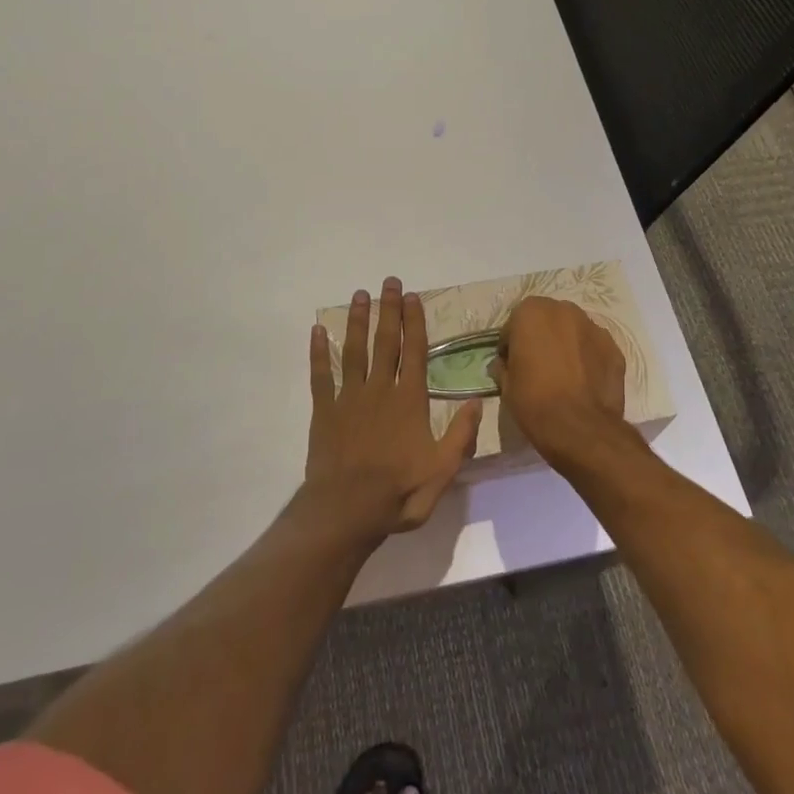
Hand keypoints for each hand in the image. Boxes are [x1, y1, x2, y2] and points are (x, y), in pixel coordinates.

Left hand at [302, 277, 481, 540]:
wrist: (347, 511)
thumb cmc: (398, 493)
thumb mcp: (442, 471)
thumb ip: (461, 435)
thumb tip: (476, 399)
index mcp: (409, 401)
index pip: (414, 352)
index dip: (415, 323)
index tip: (413, 297)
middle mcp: (380, 390)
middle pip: (385, 342)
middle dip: (389, 310)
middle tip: (390, 282)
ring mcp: (349, 398)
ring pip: (354, 351)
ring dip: (357, 321)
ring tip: (360, 295)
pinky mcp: (325, 410)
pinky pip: (320, 375)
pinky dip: (318, 352)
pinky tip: (316, 330)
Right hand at [494, 296, 627, 467]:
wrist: (581, 429)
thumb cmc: (534, 402)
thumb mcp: (506, 386)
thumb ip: (504, 366)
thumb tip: (504, 364)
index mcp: (531, 312)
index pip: (515, 324)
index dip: (511, 345)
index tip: (512, 364)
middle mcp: (564, 310)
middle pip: (547, 320)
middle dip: (541, 337)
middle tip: (538, 366)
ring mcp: (593, 327)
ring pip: (573, 331)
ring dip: (566, 344)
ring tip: (564, 374)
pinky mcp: (614, 347)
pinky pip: (594, 348)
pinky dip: (588, 358)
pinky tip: (584, 381)